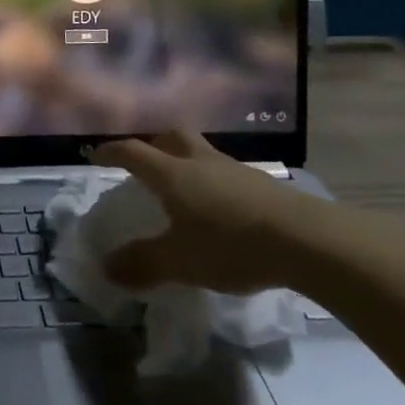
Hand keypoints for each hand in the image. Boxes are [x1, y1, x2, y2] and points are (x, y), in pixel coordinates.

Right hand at [92, 131, 326, 294]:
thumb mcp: (180, 261)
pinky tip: (220, 208)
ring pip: (201, 152)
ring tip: (183, 186)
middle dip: (153, 144)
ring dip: (186, 160)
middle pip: (171, 137)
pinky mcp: (262, 184)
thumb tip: (106, 267)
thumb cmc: (232, 245)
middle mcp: (199, 161)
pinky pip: (226, 172)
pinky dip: (213, 181)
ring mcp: (234, 169)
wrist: (307, 241)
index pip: (132, 152)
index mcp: (172, 173)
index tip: (96, 156)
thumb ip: (143, 263)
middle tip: (145, 162)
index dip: (111, 152)